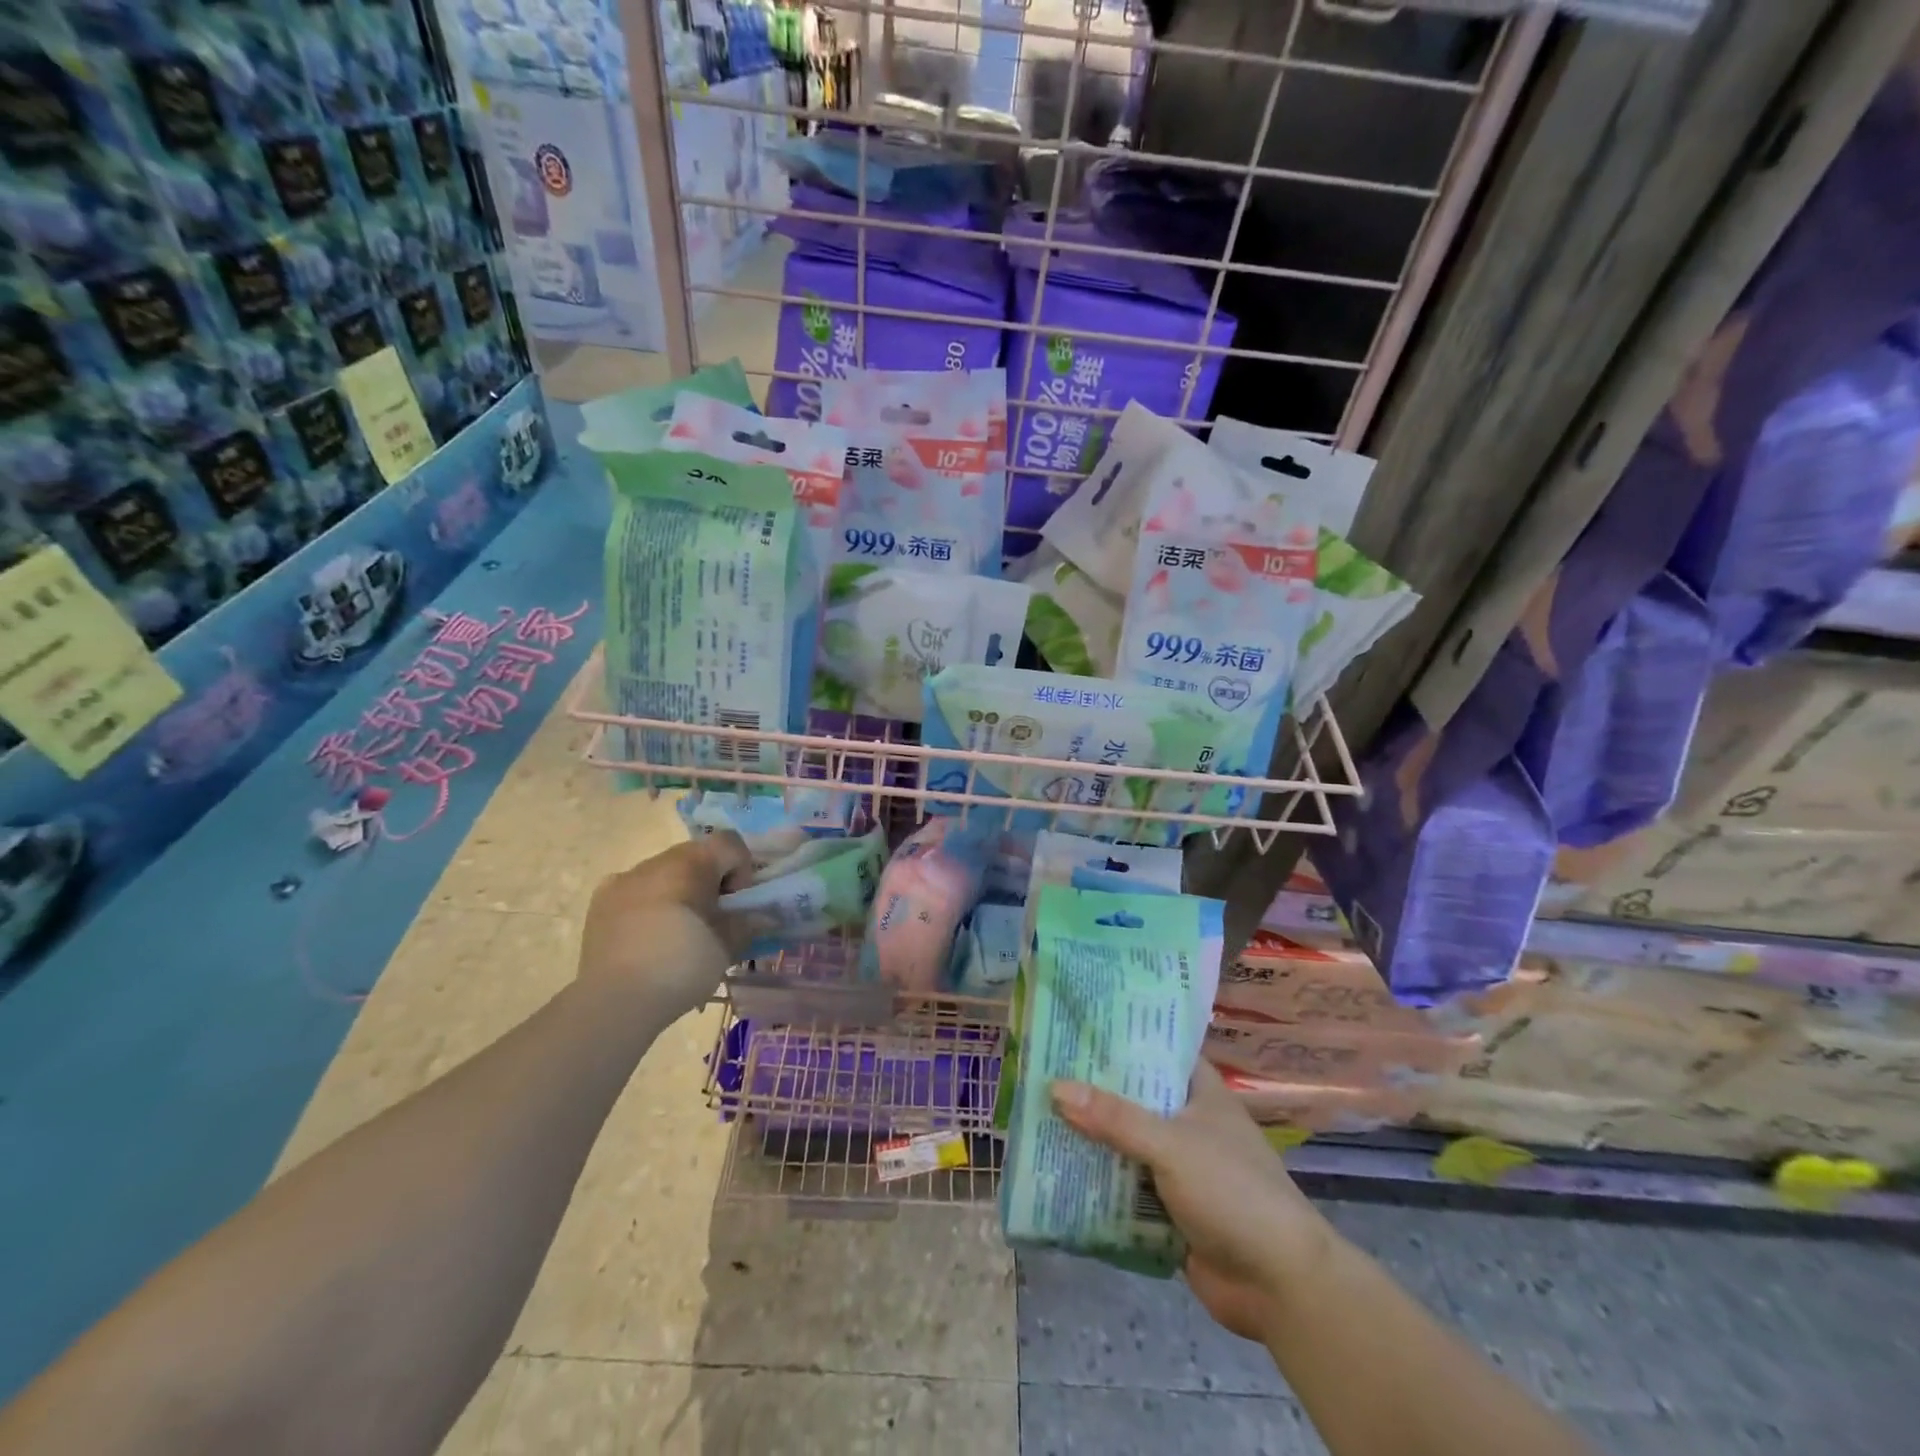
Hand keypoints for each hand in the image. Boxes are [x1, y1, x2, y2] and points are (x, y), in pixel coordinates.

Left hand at [577, 832, 753, 1020]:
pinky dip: (648, 904)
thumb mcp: (727, 946)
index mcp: (691, 863)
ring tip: (678, 934)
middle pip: (696, 856)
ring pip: (664, 874)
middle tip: (713, 921)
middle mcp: (656, 861)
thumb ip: (748, 923)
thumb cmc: (681, 965)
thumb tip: (764, 916)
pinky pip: (635, 891)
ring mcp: (623, 879)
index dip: (742, 869)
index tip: (736, 904)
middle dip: (710, 882)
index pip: (730, 843)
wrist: (615, 1001)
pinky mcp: (600, 902)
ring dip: (678, 892)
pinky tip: (646, 937)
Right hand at [1051, 1059, 1333, 1343]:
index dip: (1121, 1037)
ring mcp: (1179, 1168)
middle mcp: (1188, 1123)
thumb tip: (1054, 1087)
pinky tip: (1056, 1172)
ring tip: (1037, 1116)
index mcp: (1200, 1092)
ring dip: (1090, 1138)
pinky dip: (1098, 1183)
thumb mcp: (1171, 1144)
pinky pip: (1124, 1187)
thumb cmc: (1233, 1192)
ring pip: (1125, 1143)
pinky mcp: (1169, 1209)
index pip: (1158, 1050)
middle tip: (1042, 1070)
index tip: (1076, 1026)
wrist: (1280, 1286)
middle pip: (1133, 1098)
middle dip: (1093, 1091)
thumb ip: (1114, 1117)